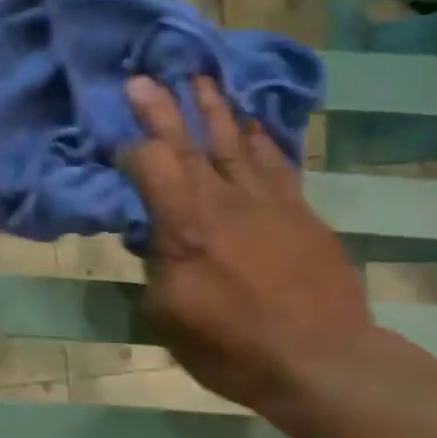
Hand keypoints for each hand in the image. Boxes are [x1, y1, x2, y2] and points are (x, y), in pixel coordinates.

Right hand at [119, 76, 376, 420]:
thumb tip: (152, 238)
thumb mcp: (169, 318)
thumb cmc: (233, 348)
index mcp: (185, 227)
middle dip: (163, 107)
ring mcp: (267, 201)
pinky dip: (261, 137)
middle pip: (189, 142)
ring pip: (235, 142)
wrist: (321, 361)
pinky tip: (253, 121)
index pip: (151, 164)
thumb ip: (155, 268)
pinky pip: (276, 162)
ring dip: (215, 108)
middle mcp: (224, 201)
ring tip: (200, 79)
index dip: (129, 147)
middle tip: (145, 76)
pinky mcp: (300, 211)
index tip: (115, 140)